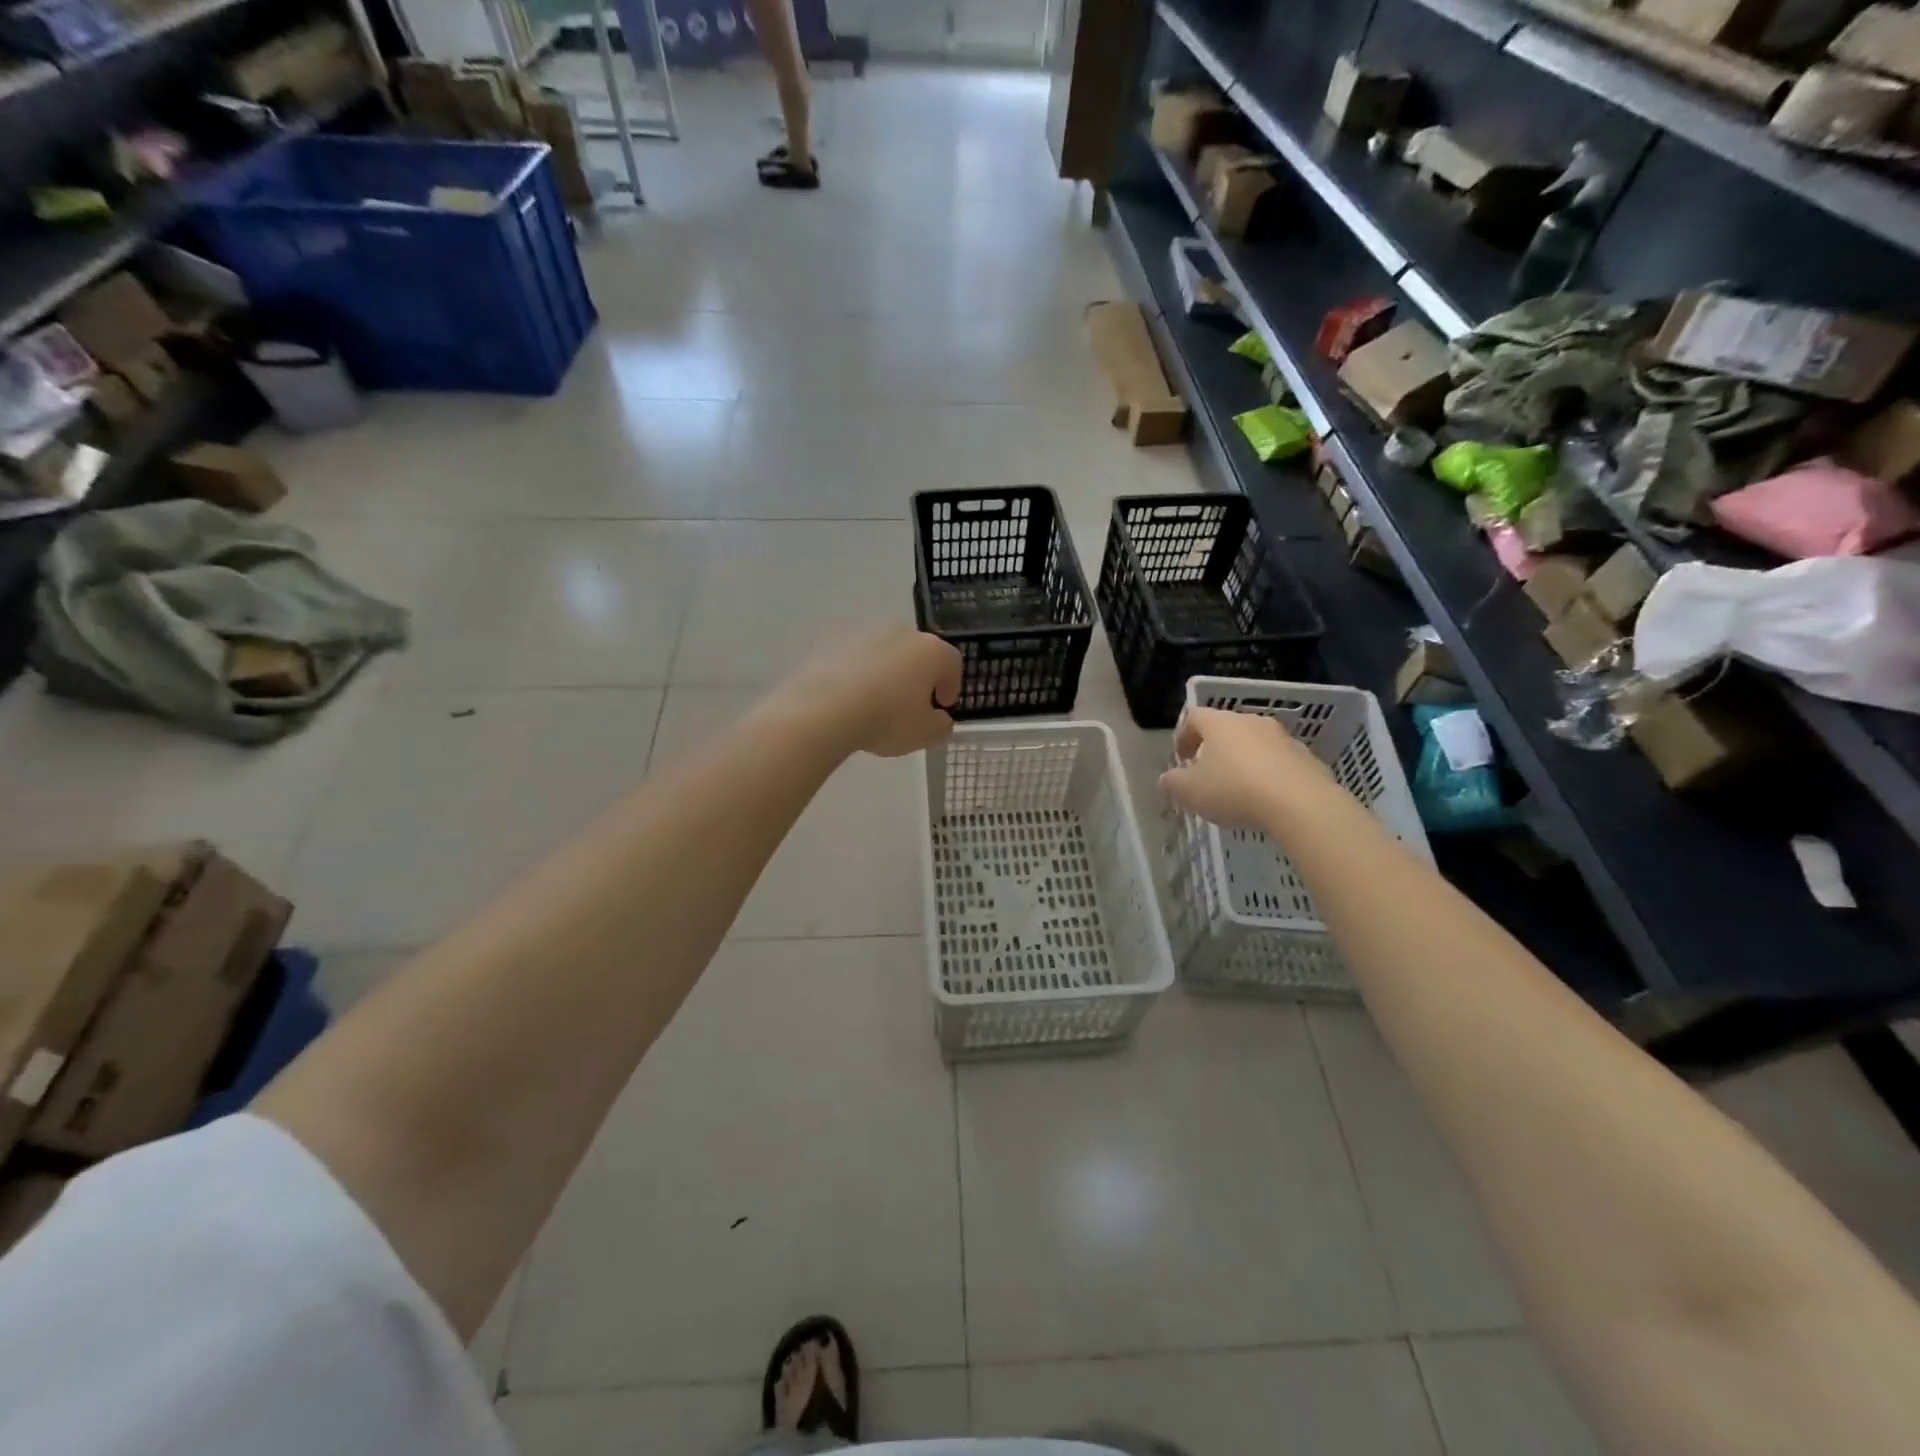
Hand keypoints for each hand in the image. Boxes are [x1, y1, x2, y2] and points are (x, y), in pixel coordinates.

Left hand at [771, 626, 963, 757]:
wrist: (826, 708)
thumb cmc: (887, 719)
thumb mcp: (925, 734)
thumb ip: (941, 725)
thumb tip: (939, 718)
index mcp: (932, 651)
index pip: (951, 663)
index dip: (951, 685)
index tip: (943, 705)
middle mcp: (902, 633)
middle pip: (918, 653)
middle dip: (918, 676)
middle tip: (911, 704)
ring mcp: (866, 633)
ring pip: (886, 653)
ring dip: (887, 673)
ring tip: (876, 702)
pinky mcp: (835, 641)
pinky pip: (856, 659)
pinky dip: (858, 674)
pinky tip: (850, 698)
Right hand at [1159, 706, 1336, 829]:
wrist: (1300, 803)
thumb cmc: (1234, 790)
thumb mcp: (1189, 792)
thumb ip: (1172, 782)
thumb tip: (1168, 778)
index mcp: (1219, 723)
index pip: (1194, 716)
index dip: (1183, 735)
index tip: (1181, 758)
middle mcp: (1251, 722)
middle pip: (1227, 727)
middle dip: (1214, 747)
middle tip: (1208, 772)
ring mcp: (1282, 737)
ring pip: (1255, 743)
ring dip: (1244, 759)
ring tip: (1239, 787)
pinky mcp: (1306, 757)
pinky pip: (1279, 761)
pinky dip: (1269, 773)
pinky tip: (1267, 798)